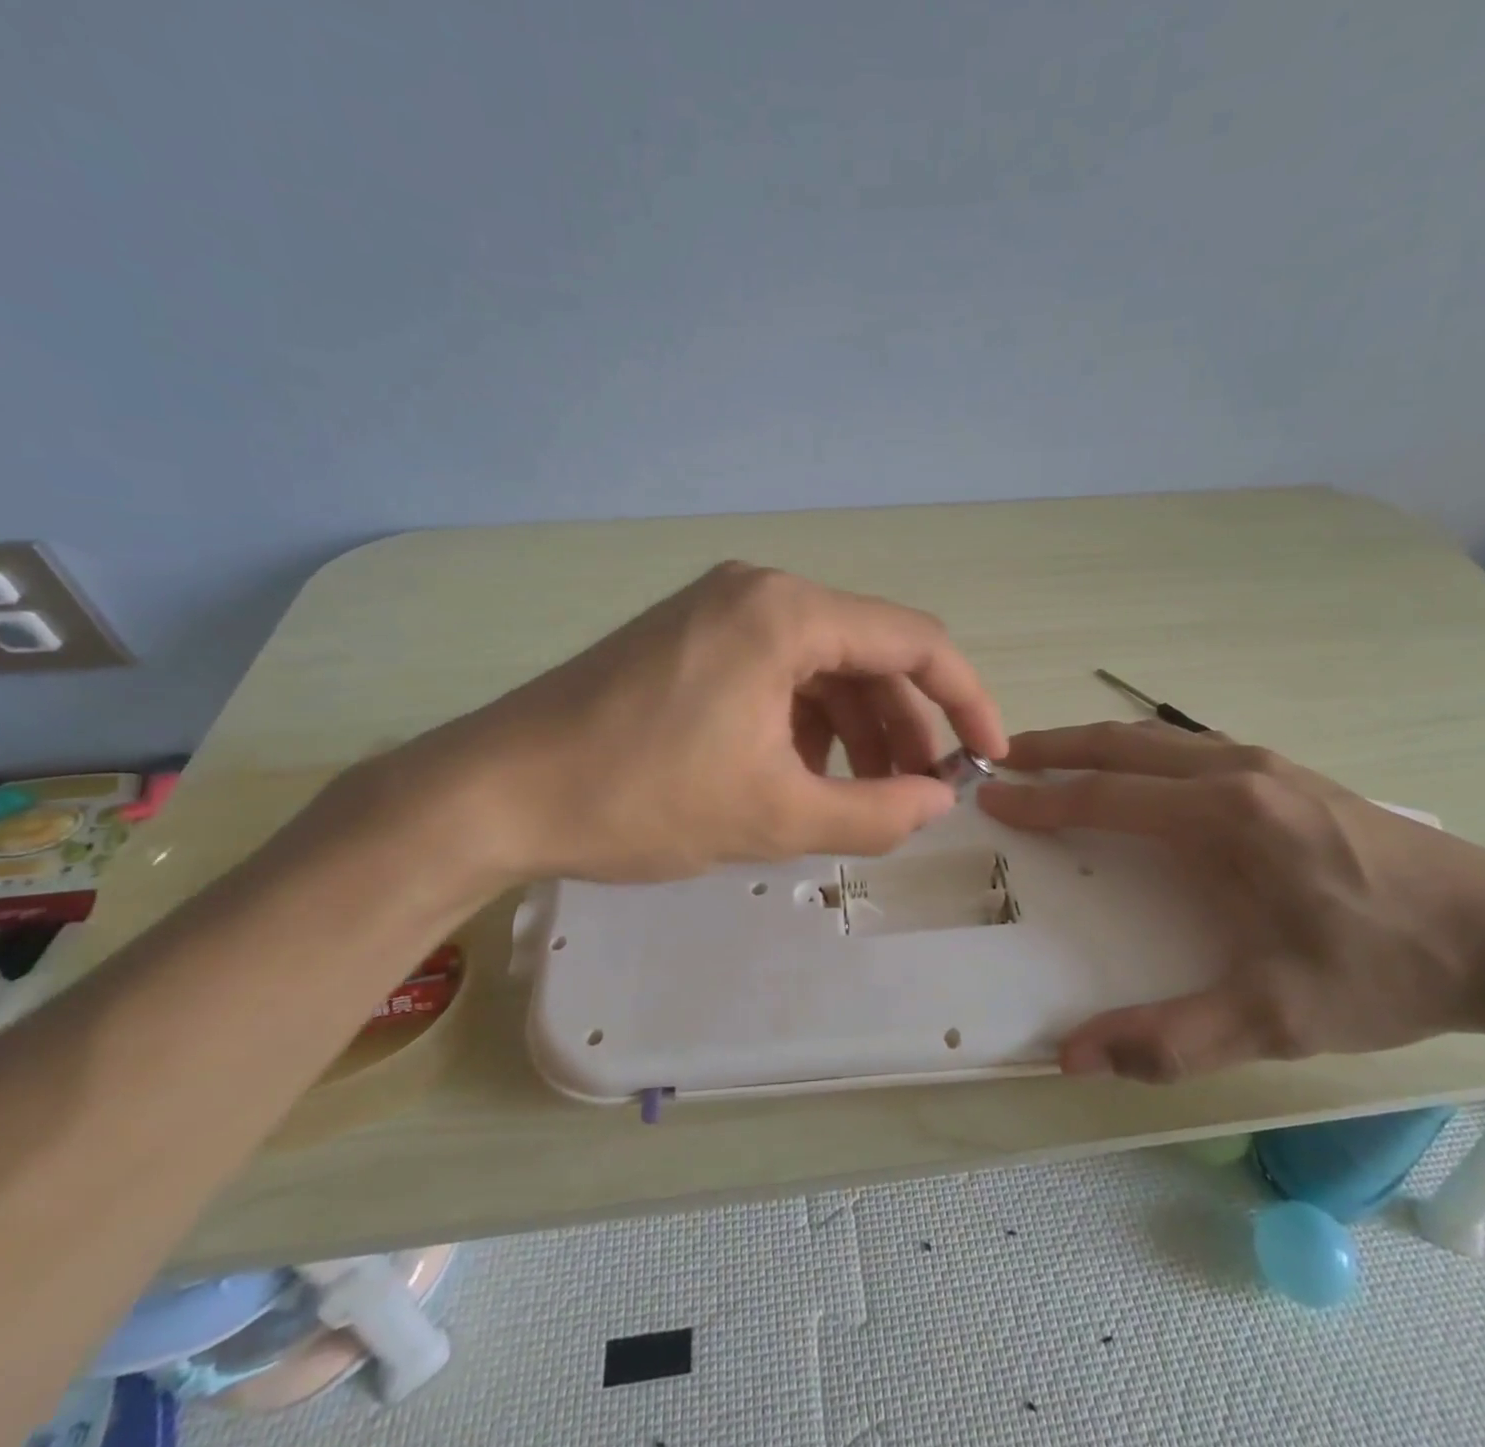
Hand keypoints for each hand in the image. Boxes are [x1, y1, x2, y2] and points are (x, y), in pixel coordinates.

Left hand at [386, 562, 1006, 883]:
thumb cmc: (639, 798)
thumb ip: (876, 813)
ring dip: (857, 729)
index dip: (965, 701)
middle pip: (868, 653)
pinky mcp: (689, 639)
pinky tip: (803, 775)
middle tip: (919, 795)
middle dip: (905, 726)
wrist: (496, 792)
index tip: (988, 758)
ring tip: (865, 798)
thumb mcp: (774, 817)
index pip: (915, 641)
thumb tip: (941, 801)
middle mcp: (758, 592)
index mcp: (787, 614)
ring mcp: (718, 611)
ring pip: (823, 666)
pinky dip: (806, 723)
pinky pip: (777, 673)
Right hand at [976, 721, 1484, 1081]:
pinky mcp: (1288, 774)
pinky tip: (1136, 772)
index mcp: (1225, 817)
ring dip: (1096, 743)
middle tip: (1003, 755)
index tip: (991, 794)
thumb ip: (1170, 1039)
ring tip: (1051, 755)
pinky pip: (1190, 747)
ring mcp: (1267, 764)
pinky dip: (1140, 750)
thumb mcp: (1276, 1019)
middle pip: (1123, 745)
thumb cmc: (1382, 970)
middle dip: (1055, 747)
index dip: (1041, 799)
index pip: (1106, 797)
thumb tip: (1072, 1058)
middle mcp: (1237, 772)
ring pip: (1158, 738)